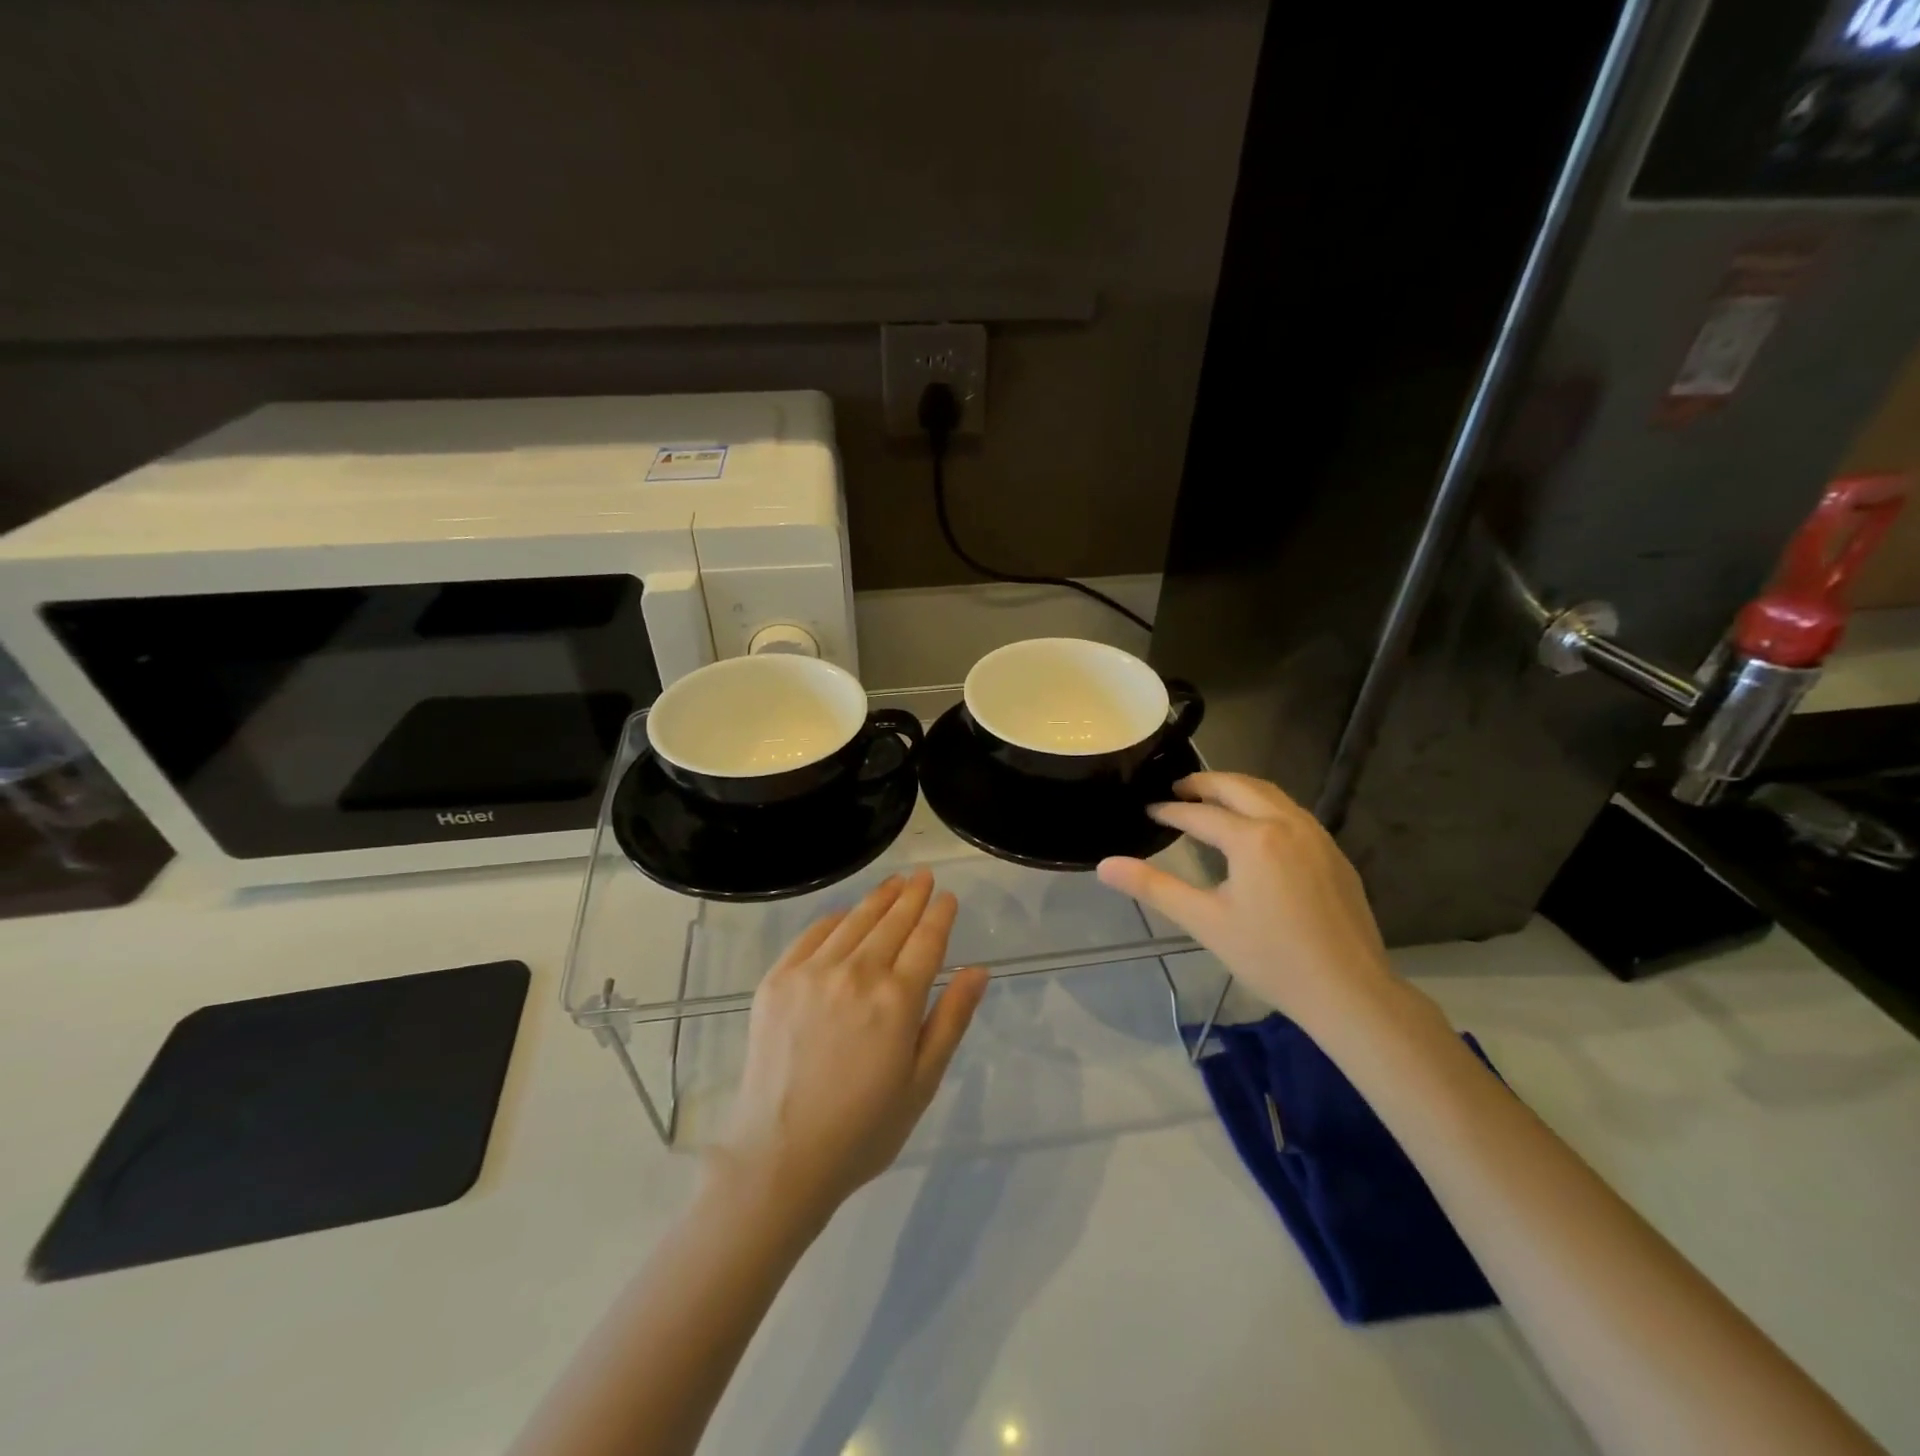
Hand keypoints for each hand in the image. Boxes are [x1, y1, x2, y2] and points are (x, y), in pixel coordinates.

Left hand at [712, 869, 988, 1215]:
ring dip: (879, 898)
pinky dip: (835, 918)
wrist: (780, 1156)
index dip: (940, 914)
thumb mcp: (922, 1081)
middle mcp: (856, 973)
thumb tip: (978, 970)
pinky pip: (813, 934)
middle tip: (925, 876)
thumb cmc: (864, 1128)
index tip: (948, 896)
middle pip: (892, 921)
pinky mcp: (778, 979)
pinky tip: (846, 914)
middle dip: (913, 895)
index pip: (927, 940)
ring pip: (854, 920)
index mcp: (897, 999)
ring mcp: (812, 972)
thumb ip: (951, 1019)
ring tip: (895, 882)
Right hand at [1097, 772, 1401, 1031]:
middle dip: (1204, 783)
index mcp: (1253, 839)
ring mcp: (1316, 836)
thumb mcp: (1205, 922)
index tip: (1147, 811)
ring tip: (1211, 800)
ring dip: (1236, 789)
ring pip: (1270, 794)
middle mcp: (1286, 824)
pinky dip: (1264, 805)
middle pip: (1239, 787)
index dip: (1170, 812)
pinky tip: (1255, 828)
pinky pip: (1292, 812)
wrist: (1349, 991)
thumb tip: (1105, 866)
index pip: (1200, 815)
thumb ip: (1153, 888)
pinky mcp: (1334, 853)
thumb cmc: (1270, 957)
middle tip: (1176, 790)